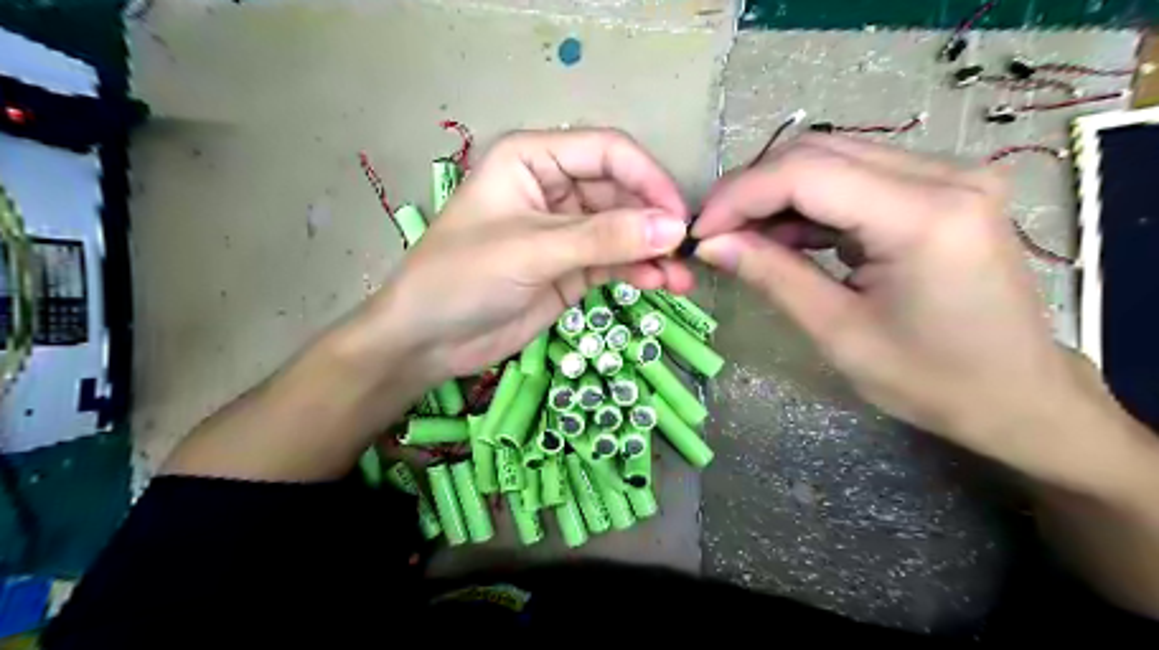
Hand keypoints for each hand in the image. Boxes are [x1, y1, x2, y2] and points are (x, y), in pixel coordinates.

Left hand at [357, 131, 690, 382]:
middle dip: (655, 222)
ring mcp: (566, 230)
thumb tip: (672, 229)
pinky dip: (640, 271)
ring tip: (682, 280)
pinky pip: (616, 261)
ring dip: (654, 251)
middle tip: (686, 254)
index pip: (608, 152)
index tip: (678, 218)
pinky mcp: (572, 268)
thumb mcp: (532, 251)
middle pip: (622, 192)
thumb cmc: (461, 278)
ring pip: (624, 230)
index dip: (648, 179)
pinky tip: (662, 284)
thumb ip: (603, 239)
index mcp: (533, 159)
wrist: (427, 341)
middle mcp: (554, 187)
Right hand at [692, 135, 1127, 484]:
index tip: (699, 232)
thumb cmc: (932, 380)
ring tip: (741, 238)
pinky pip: (855, 177)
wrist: (1018, 395)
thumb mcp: (839, 332)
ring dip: (777, 194)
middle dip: (752, 190)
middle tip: (714, 233)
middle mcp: (944, 175)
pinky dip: (809, 203)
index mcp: (924, 216)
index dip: (740, 196)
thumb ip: (772, 275)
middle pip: (818, 151)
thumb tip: (710, 244)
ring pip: (833, 157)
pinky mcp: (940, 188)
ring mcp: (947, 176)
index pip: (806, 173)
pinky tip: (784, 236)